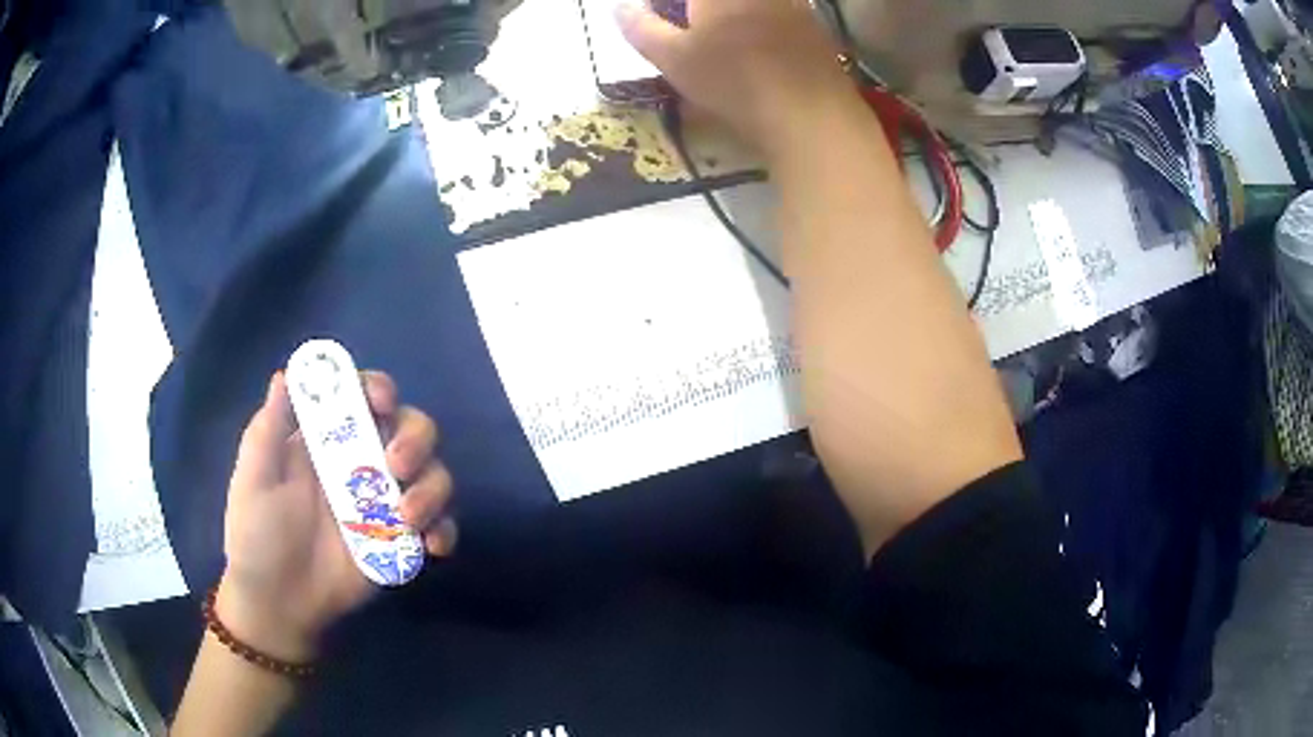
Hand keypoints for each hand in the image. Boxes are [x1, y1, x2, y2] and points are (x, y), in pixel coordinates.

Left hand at [215, 371, 456, 662]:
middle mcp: (362, 463)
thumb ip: (268, 428)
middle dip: (415, 438)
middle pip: (410, 428)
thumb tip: (286, 373)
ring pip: (433, 474)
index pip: (363, 397)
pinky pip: (440, 525)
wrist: (279, 603)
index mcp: (327, 440)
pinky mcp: (401, 542)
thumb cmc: (257, 535)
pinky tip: (431, 546)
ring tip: (406, 519)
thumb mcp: (253, 479)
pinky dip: (445, 530)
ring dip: (432, 488)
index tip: (381, 402)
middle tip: (396, 466)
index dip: (379, 388)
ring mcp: (385, 504)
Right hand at [615, 0, 853, 153]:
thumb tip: (620, 8)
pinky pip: (775, 11)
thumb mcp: (672, 58)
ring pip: (747, 6)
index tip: (655, 17)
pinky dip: (756, 21)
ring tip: (715, 38)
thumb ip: (640, 27)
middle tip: (684, 29)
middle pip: (710, 2)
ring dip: (725, 15)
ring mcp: (789, 2)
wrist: (810, 114)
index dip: (662, 7)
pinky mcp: (811, 22)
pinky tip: (753, 49)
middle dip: (691, 10)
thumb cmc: (733, 80)